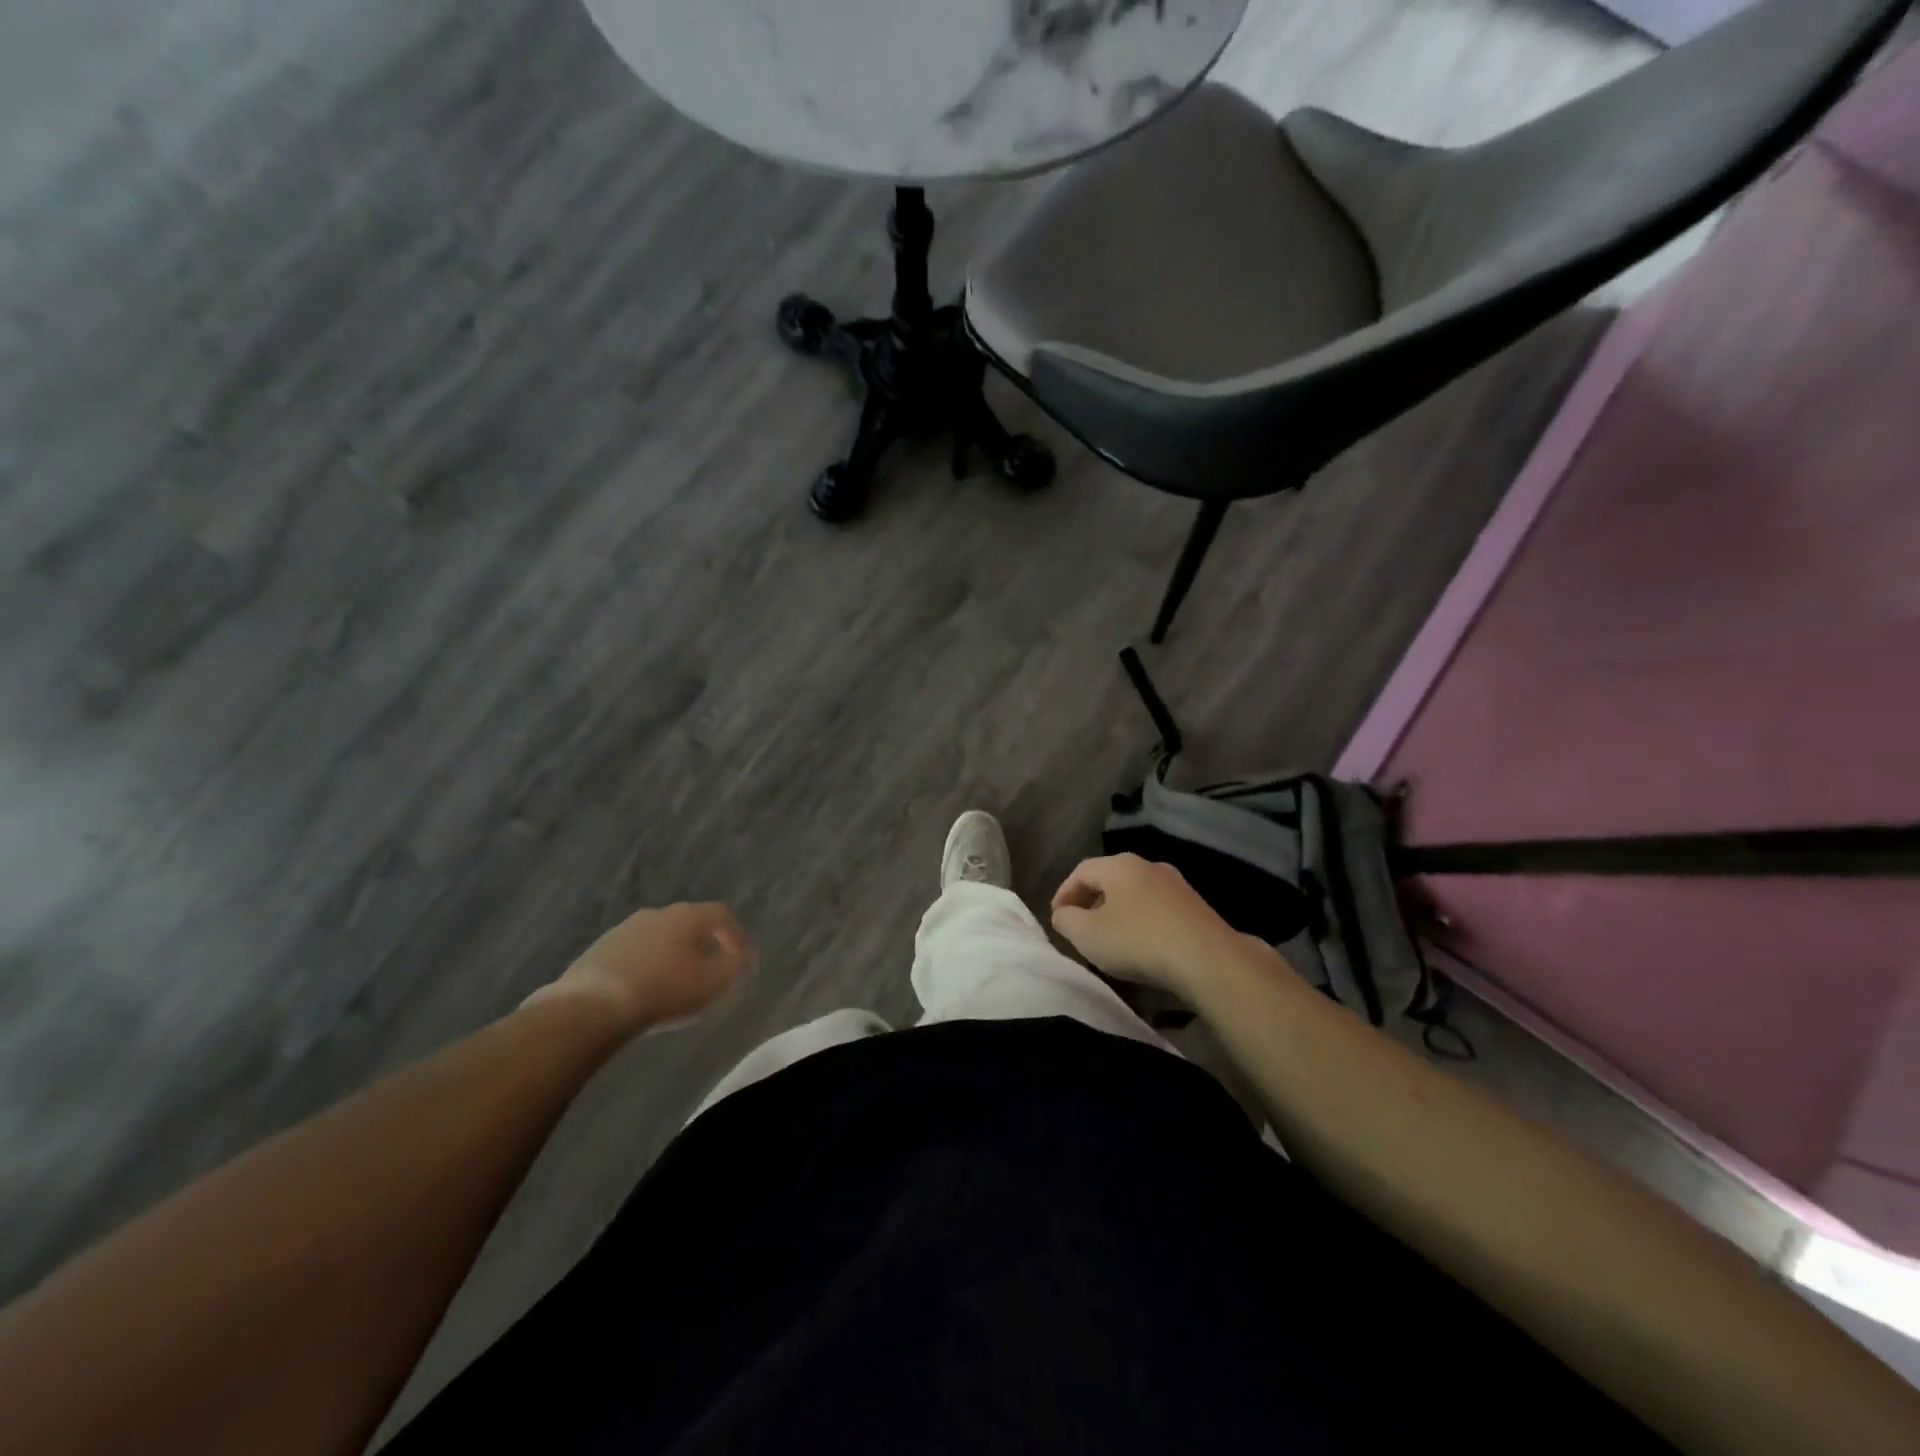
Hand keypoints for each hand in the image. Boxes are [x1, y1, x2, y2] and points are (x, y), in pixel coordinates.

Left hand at [524, 902, 754, 1035]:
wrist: (592, 1007)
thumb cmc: (663, 990)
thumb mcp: (712, 983)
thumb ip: (734, 967)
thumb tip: (743, 957)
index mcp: (687, 916)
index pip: (722, 915)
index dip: (737, 936)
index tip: (742, 961)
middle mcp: (658, 913)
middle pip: (690, 923)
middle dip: (704, 944)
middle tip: (710, 970)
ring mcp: (625, 928)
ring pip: (661, 937)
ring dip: (673, 954)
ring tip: (677, 982)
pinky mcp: (601, 948)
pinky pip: (636, 952)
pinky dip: (648, 964)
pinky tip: (646, 988)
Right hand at [1051, 854, 1247, 996]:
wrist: (1207, 959)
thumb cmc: (1137, 940)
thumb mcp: (1087, 934)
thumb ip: (1066, 920)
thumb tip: (1063, 914)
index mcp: (1120, 865)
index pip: (1082, 871)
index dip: (1064, 893)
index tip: (1056, 917)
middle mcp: (1149, 866)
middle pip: (1111, 880)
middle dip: (1092, 903)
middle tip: (1080, 928)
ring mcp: (1177, 887)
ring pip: (1136, 896)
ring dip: (1119, 915)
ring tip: (1110, 942)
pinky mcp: (1197, 909)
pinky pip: (1158, 912)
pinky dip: (1142, 926)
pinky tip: (1142, 950)